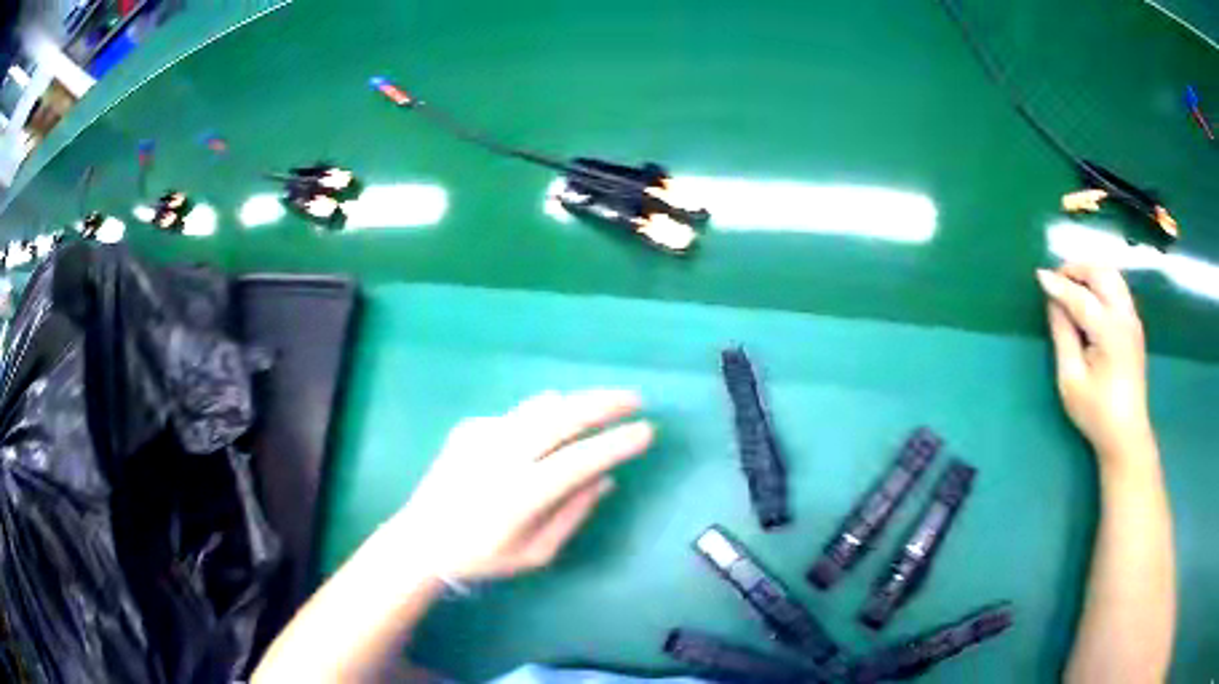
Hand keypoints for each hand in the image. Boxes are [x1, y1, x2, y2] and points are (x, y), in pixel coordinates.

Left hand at [381, 389, 653, 581]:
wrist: (422, 540)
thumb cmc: (482, 557)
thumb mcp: (536, 552)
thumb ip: (573, 514)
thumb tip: (605, 479)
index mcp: (522, 493)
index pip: (581, 459)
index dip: (617, 443)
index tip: (646, 431)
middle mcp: (503, 455)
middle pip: (562, 417)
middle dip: (604, 403)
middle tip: (634, 399)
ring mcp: (483, 436)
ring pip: (539, 406)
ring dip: (576, 401)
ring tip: (601, 403)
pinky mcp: (469, 428)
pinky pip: (516, 415)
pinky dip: (542, 414)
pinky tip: (549, 425)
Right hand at [1037, 264, 1151, 456]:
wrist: (1126, 435)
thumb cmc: (1096, 412)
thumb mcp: (1071, 379)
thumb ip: (1063, 335)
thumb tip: (1054, 303)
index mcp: (1109, 331)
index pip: (1080, 297)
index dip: (1058, 285)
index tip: (1038, 276)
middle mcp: (1124, 316)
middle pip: (1101, 274)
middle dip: (1076, 270)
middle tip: (1056, 278)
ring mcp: (1132, 319)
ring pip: (1112, 276)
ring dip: (1090, 273)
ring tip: (1071, 284)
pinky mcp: (1134, 325)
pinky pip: (1118, 288)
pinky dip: (1101, 282)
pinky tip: (1089, 297)